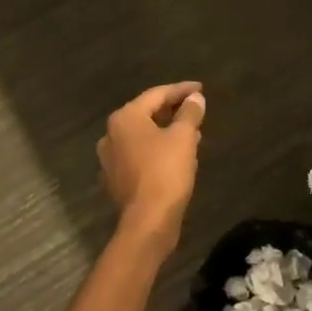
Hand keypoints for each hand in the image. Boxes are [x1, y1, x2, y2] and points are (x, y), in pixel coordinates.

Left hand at [98, 82, 206, 253]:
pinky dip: (157, 150)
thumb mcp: (184, 137)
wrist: (147, 222)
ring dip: (166, 131)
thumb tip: (195, 98)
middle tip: (195, 109)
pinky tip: (176, 157)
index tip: (201, 88)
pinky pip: (139, 155)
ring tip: (191, 133)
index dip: (181, 90)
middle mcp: (111, 134)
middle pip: (147, 114)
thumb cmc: (165, 171)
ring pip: (143, 136)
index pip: (157, 94)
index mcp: (125, 118)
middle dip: (173, 111)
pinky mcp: (116, 179)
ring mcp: (110, 159)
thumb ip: (189, 113)